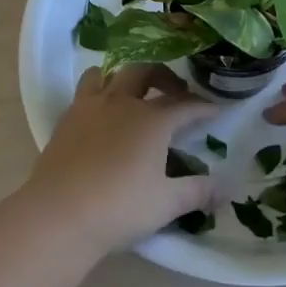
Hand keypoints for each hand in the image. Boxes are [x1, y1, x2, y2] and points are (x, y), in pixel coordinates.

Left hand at [14, 64, 214, 254]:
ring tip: (133, 94)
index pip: (185, 105)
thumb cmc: (119, 208)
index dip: (203, 107)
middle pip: (146, 71)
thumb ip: (198, 192)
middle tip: (176, 92)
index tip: (216, 110)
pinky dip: (98, 92)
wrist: (58, 215)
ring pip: (108, 74)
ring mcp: (90, 107)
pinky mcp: (66, 119)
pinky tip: (102, 115)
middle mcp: (122, 103)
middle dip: (165, 76)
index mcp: (152, 120)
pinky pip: (84, 91)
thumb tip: (227, 188)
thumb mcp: (166, 203)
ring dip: (125, 78)